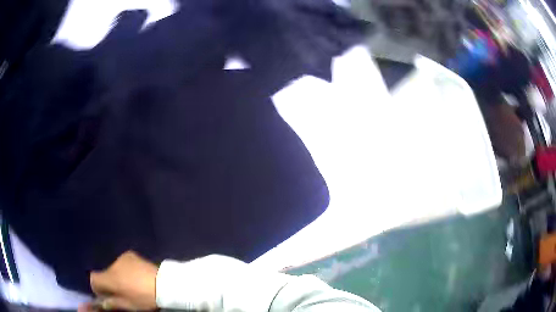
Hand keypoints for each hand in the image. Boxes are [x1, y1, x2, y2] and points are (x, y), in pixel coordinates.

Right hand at [79, 251, 158, 310]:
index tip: (107, 296)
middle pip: (104, 274)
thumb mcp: (128, 305)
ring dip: (118, 276)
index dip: (98, 289)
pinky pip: (123, 263)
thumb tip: (102, 303)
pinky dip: (125, 270)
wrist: (165, 284)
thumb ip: (112, 303)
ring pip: (114, 269)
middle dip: (109, 283)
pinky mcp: (131, 255)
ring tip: (132, 285)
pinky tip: (137, 277)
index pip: (93, 278)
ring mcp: (122, 258)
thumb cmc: (145, 298)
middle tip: (122, 293)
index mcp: (110, 278)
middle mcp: (113, 265)